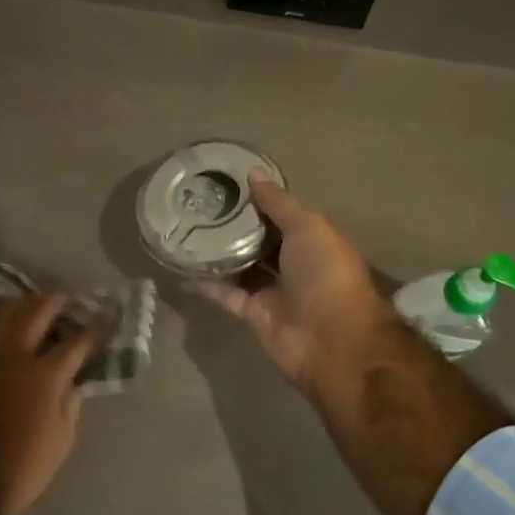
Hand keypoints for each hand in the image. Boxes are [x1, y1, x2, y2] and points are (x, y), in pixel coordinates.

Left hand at [0, 292, 105, 514]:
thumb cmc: (23, 470)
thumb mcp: (62, 441)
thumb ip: (71, 404)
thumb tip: (74, 381)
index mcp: (46, 376)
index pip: (77, 342)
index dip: (94, 328)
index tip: (105, 317)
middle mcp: (15, 357)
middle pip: (38, 312)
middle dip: (56, 301)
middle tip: (66, 299)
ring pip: (2, 313)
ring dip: (20, 302)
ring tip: (30, 303)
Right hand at [193, 175, 394, 400]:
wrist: (333, 341)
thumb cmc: (326, 274)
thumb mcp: (307, 227)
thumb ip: (278, 202)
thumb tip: (253, 173)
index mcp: (311, 238)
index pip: (280, 213)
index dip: (256, 198)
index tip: (224, 182)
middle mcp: (293, 261)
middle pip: (258, 238)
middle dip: (233, 224)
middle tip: (197, 204)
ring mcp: (273, 289)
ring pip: (241, 265)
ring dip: (217, 252)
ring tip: (184, 229)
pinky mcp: (254, 313)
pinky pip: (226, 294)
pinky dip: (207, 283)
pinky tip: (181, 268)